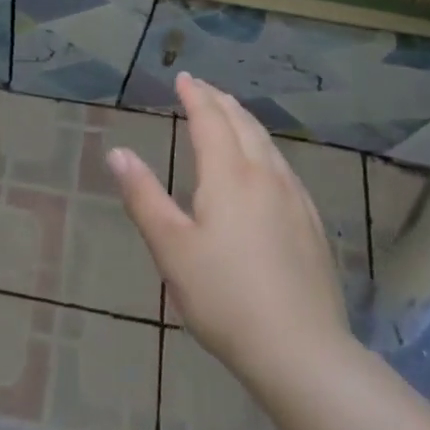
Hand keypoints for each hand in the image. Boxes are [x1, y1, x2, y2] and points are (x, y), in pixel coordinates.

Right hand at [108, 73, 353, 380]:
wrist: (302, 352)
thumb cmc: (225, 298)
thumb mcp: (171, 249)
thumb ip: (144, 197)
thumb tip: (118, 152)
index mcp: (229, 176)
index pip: (210, 120)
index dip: (196, 96)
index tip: (184, 78)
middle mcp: (264, 176)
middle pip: (242, 124)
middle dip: (220, 101)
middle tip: (203, 88)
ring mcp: (294, 198)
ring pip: (267, 143)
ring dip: (244, 120)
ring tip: (231, 113)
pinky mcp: (311, 223)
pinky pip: (283, 166)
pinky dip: (265, 146)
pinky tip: (266, 163)